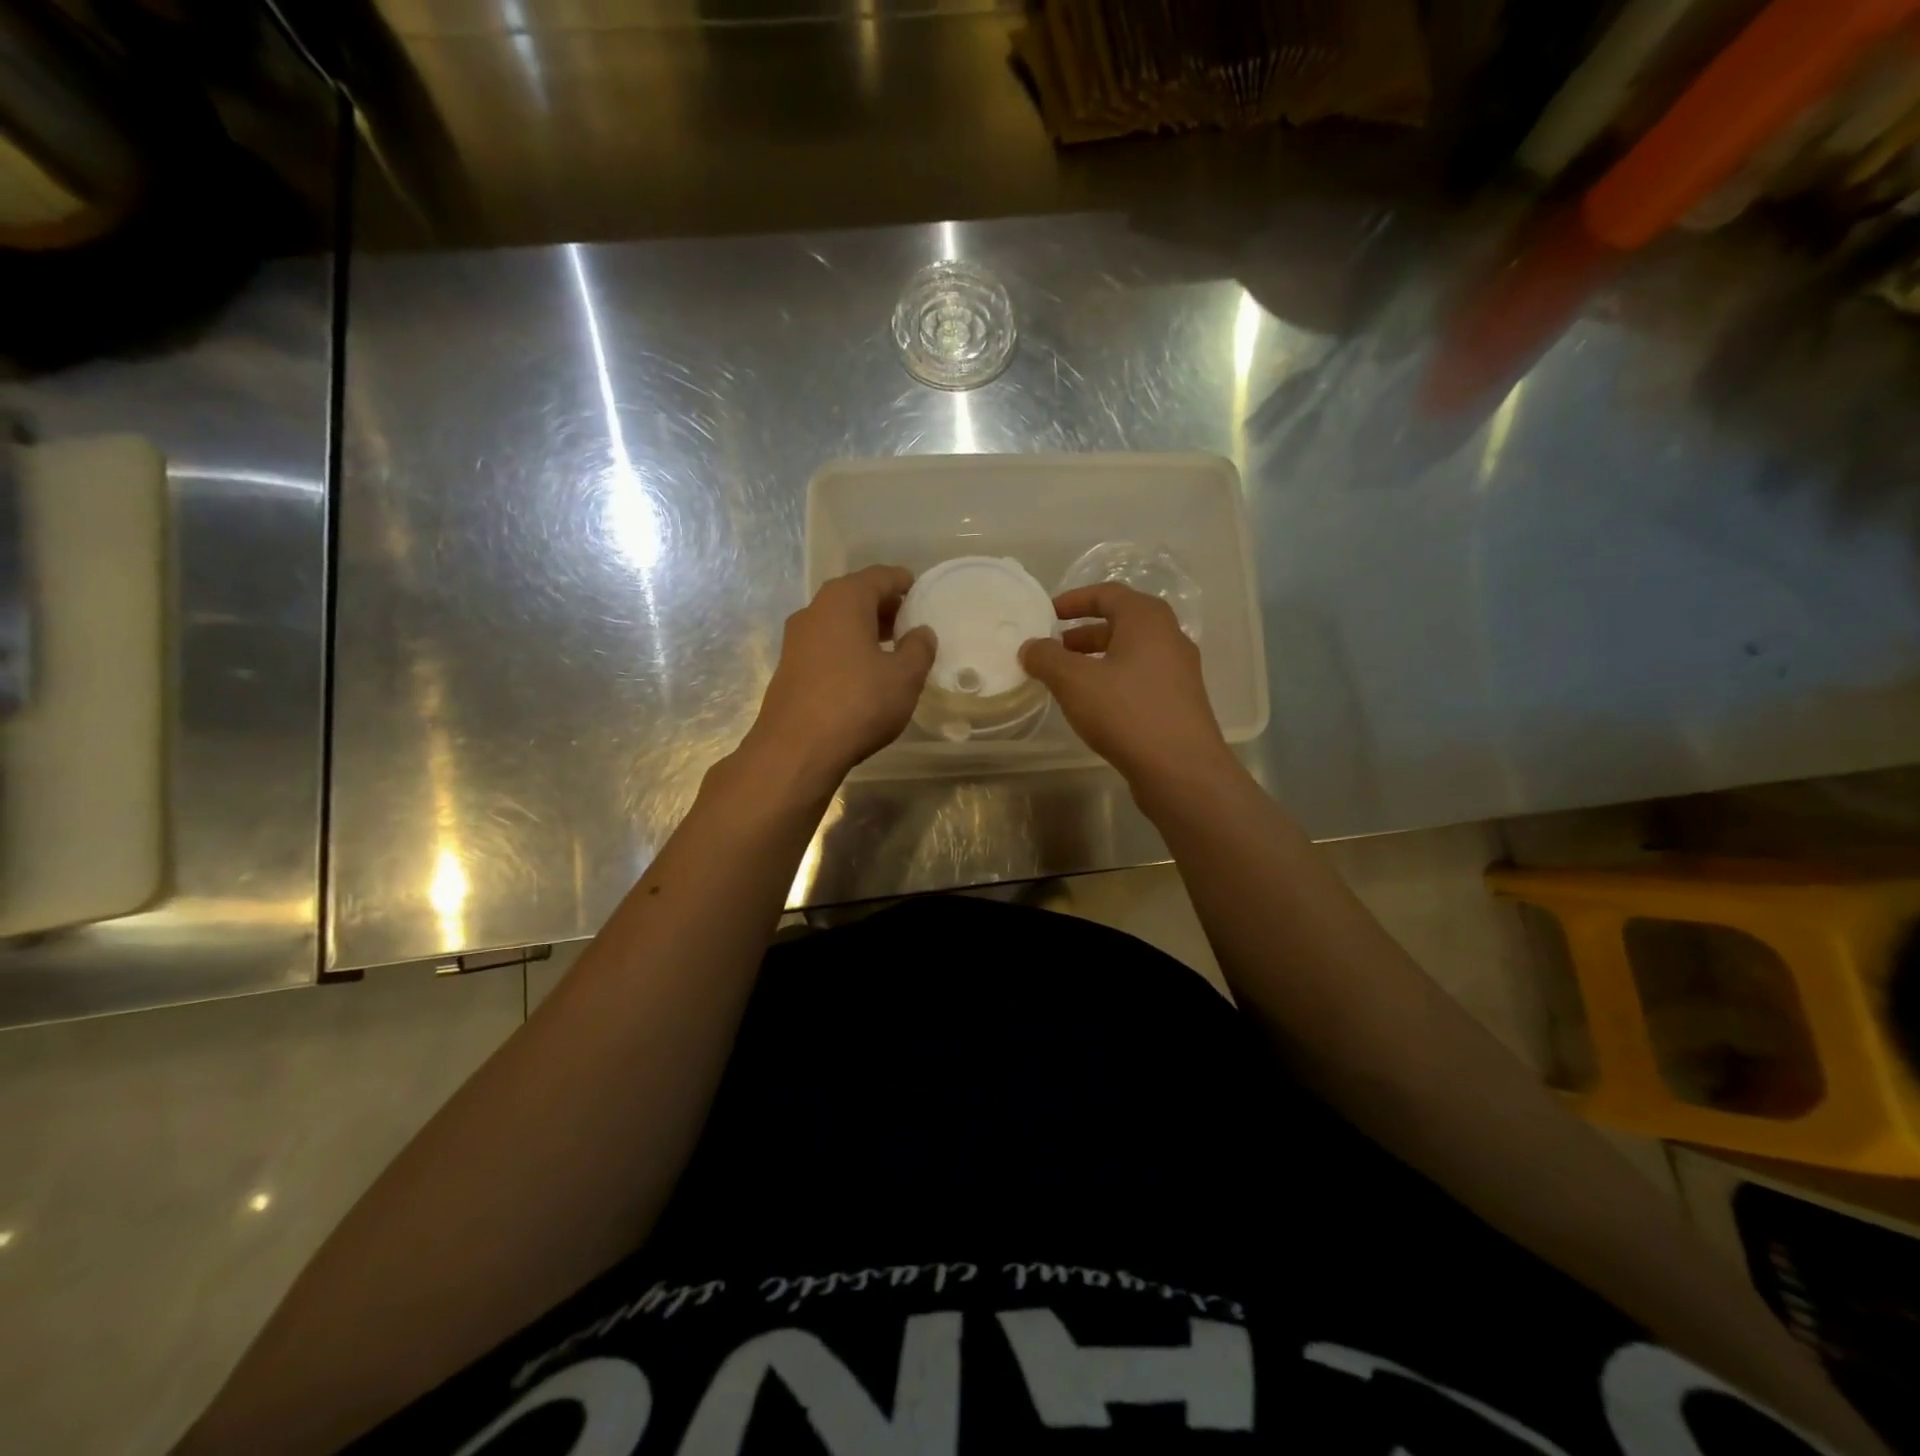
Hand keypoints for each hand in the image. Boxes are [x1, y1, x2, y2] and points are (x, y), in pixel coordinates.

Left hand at [736, 565, 934, 798]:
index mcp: (844, 600)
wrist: (796, 749)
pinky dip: (847, 649)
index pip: (880, 576)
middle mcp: (815, 610)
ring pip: (838, 622)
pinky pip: (825, 646)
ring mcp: (796, 640)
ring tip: (892, 649)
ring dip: (865, 630)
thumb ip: (919, 648)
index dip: (904, 583)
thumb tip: (921, 632)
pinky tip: (864, 673)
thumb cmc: (858, 703)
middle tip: (911, 624)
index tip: (922, 594)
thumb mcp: (904, 676)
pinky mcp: (789, 668)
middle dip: (885, 607)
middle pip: (856, 596)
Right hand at [1021, 583, 1233, 792]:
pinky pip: (1140, 678)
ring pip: (1131, 653)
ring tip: (1067, 680)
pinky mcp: (1179, 701)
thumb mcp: (1074, 681)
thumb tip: (1030, 647)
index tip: (1047, 614)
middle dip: (1083, 634)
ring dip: (1097, 659)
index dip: (1074, 600)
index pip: (1107, 594)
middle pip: (1121, 623)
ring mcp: (1179, 671)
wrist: (1181, 769)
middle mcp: (1169, 637)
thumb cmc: (1126, 712)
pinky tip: (1094, 705)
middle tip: (1053, 650)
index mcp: (1147, 619)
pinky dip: (1113, 680)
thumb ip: (1047, 658)